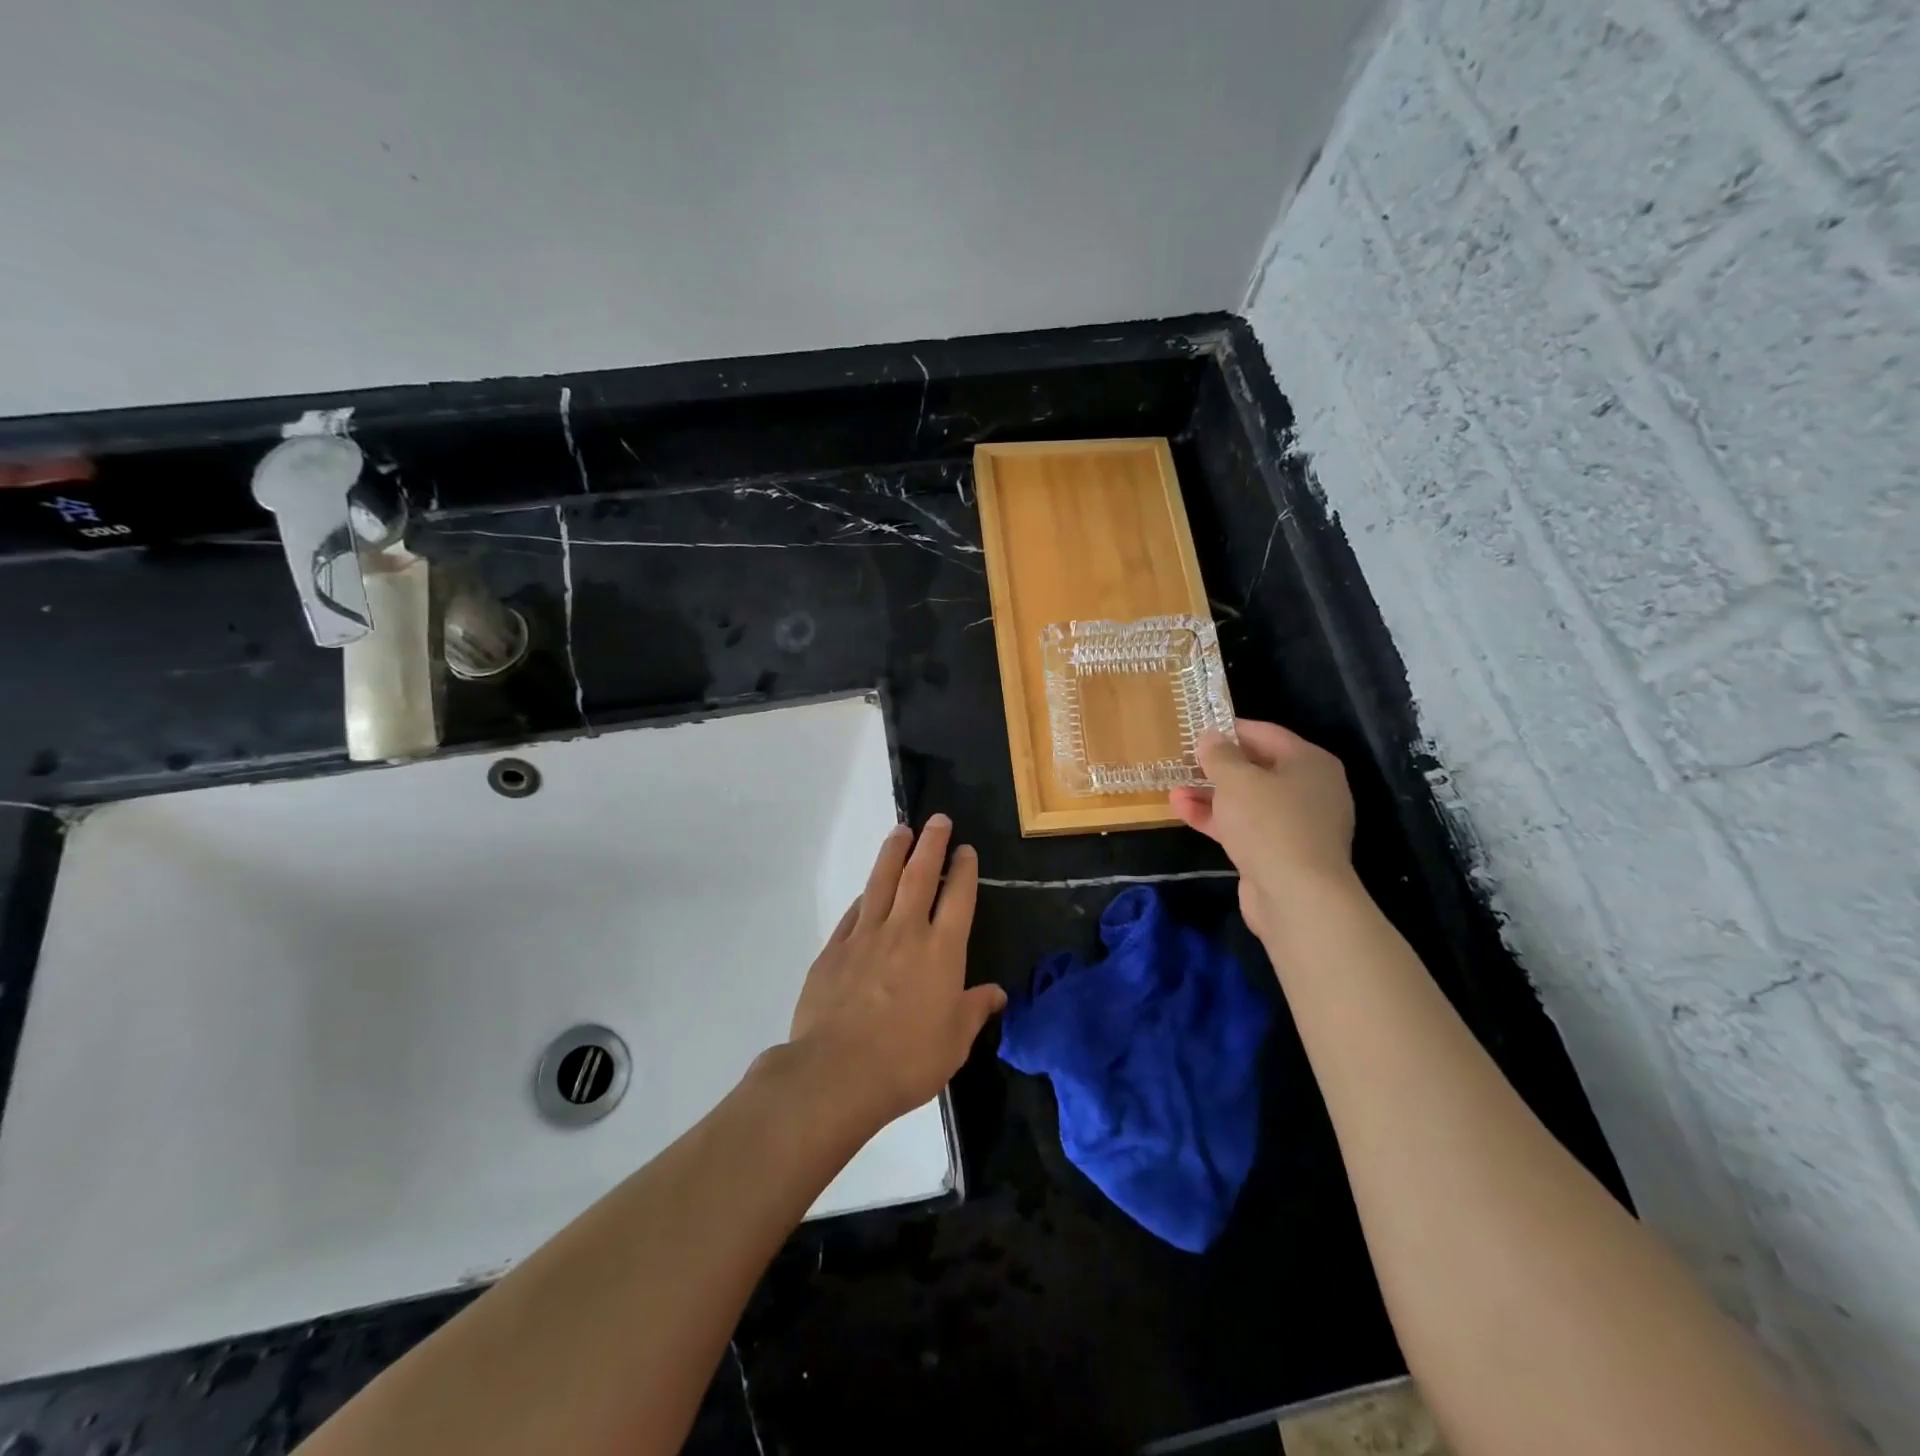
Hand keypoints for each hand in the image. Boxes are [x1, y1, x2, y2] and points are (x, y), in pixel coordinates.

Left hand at [787, 815, 1006, 1128]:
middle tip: (937, 819)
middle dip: (931, 844)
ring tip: (902, 830)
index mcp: (942, 951)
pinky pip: (854, 911)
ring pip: (882, 882)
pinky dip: (865, 894)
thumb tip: (996, 993)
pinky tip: (868, 887)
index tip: (965, 849)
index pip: (958, 898)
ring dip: (894, 853)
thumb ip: (974, 1011)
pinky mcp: (835, 948)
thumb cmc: (907, 1060)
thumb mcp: (955, 1043)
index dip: (964, 870)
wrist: (838, 1072)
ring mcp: (866, 936)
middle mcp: (906, 932)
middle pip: (920, 875)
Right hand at [1169, 719, 1357, 939]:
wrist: (1296, 896)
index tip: (1197, 729)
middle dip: (1217, 767)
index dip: (1230, 730)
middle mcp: (1310, 790)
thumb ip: (1219, 754)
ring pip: (1248, 801)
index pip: (1266, 734)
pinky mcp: (1280, 853)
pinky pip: (1245, 827)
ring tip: (1174, 789)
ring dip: (1210, 795)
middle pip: (1257, 768)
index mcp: (1310, 763)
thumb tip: (1210, 737)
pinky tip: (1183, 812)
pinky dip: (1217, 819)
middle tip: (1183, 761)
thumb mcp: (1236, 779)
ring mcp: (1296, 825)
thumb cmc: (1269, 823)